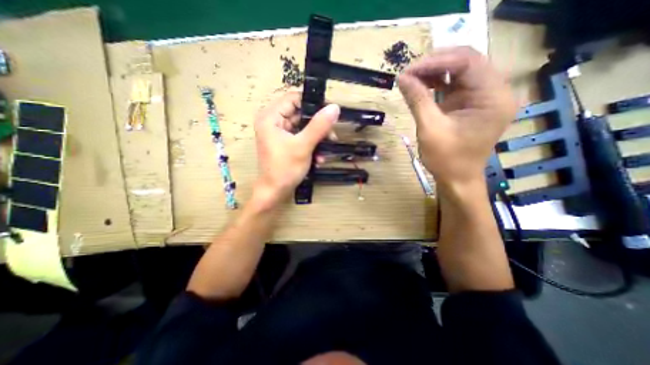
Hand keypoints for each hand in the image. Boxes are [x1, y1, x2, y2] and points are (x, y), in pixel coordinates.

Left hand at [251, 90, 340, 204]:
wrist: (275, 192)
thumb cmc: (285, 169)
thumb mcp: (303, 146)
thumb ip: (319, 126)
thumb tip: (335, 107)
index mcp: (270, 117)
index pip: (294, 98)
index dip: (313, 104)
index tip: (330, 114)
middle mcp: (273, 121)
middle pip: (300, 113)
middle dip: (318, 126)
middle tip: (332, 136)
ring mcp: (279, 133)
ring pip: (303, 127)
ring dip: (317, 139)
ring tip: (325, 151)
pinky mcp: (285, 143)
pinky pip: (301, 138)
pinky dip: (311, 145)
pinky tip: (319, 158)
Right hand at [396, 46, 518, 186]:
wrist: (457, 179)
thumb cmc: (446, 159)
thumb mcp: (430, 129)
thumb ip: (417, 100)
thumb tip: (401, 78)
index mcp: (492, 97)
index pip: (467, 62)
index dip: (435, 62)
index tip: (408, 71)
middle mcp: (494, 91)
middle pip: (466, 63)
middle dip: (434, 65)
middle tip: (408, 73)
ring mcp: (483, 97)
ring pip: (459, 72)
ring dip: (434, 73)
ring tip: (411, 79)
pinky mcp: (471, 104)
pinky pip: (455, 85)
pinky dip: (436, 84)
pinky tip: (420, 86)